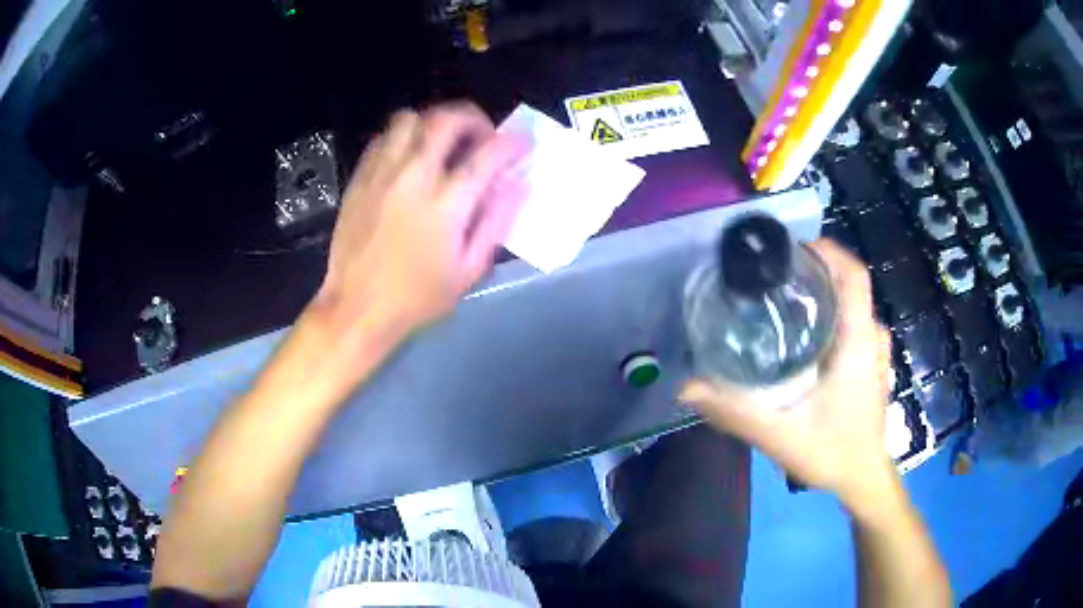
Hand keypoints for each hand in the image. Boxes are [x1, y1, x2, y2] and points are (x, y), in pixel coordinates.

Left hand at [308, 102, 527, 345]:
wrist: (357, 308)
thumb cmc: (417, 297)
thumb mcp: (469, 270)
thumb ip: (497, 221)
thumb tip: (518, 183)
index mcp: (446, 204)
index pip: (488, 155)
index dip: (512, 143)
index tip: (523, 143)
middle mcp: (413, 177)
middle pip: (446, 119)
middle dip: (474, 118)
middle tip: (482, 137)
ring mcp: (382, 173)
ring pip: (410, 118)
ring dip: (434, 123)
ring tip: (444, 144)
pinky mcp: (360, 178)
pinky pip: (384, 137)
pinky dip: (404, 137)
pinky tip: (411, 158)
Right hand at [681, 240, 895, 508]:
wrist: (863, 479)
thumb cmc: (832, 453)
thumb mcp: (781, 436)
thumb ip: (735, 412)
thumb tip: (688, 387)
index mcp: (858, 341)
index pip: (853, 274)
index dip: (826, 250)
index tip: (787, 249)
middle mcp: (872, 336)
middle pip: (848, 283)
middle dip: (813, 271)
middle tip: (772, 279)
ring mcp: (876, 350)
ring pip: (851, 303)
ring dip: (822, 293)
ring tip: (784, 301)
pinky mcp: (872, 362)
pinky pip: (853, 321)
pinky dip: (831, 314)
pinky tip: (804, 335)